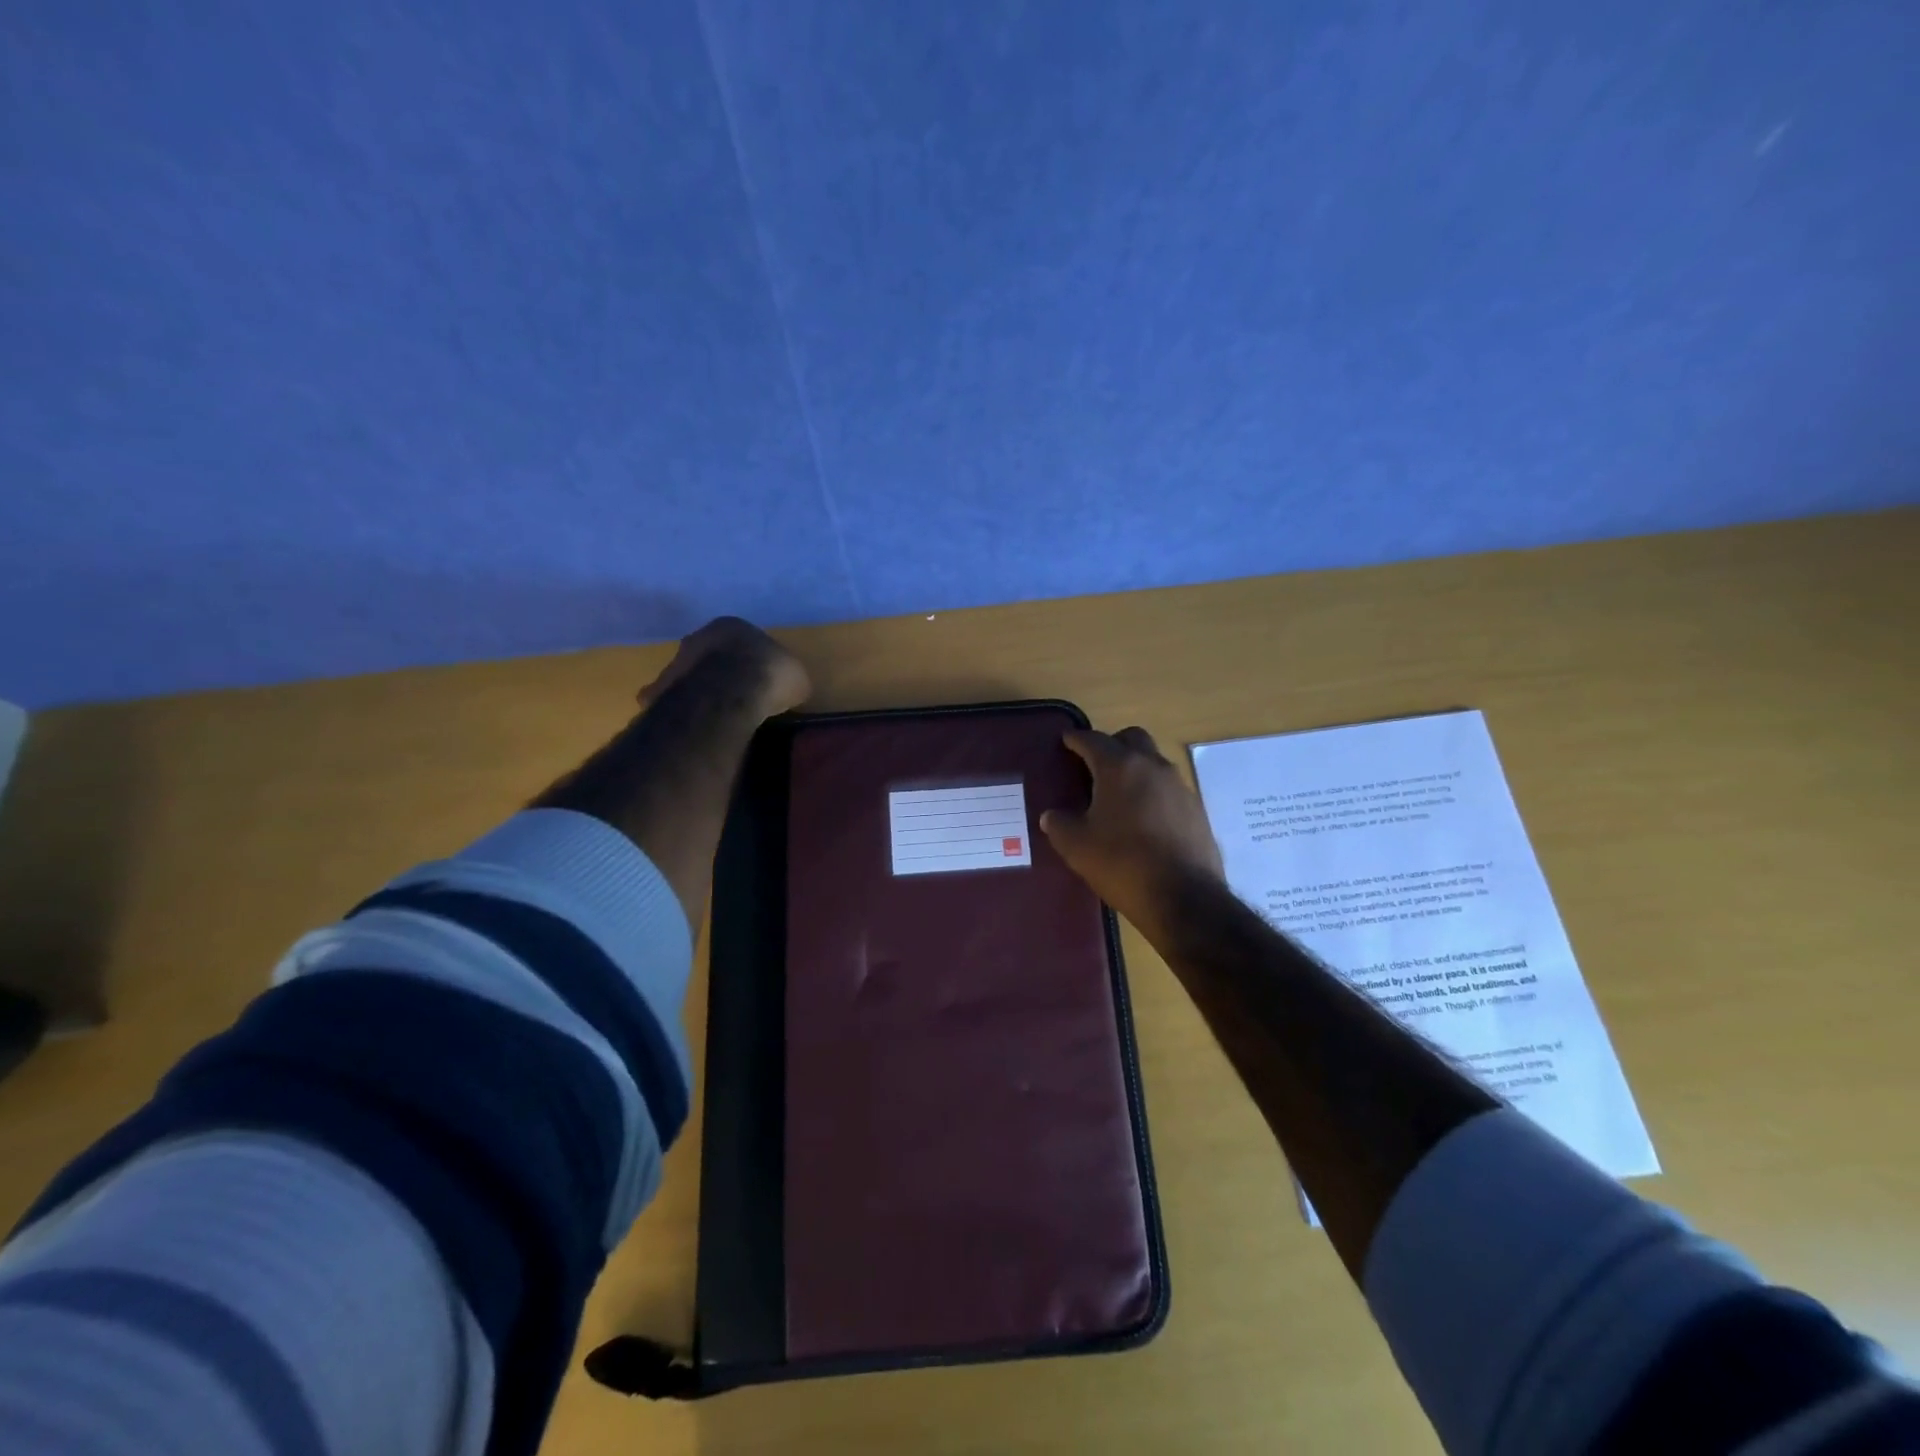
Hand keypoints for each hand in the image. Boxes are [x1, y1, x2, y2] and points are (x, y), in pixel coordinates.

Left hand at [638, 617, 812, 719]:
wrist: (728, 695)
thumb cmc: (768, 677)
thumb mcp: (796, 678)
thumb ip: (787, 678)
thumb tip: (789, 688)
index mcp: (731, 626)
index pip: (741, 639)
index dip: (752, 660)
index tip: (760, 679)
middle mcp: (698, 638)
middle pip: (710, 654)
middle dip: (720, 670)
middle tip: (735, 693)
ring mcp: (676, 663)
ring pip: (688, 675)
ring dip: (698, 689)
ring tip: (714, 712)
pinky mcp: (661, 691)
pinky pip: (671, 701)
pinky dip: (679, 711)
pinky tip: (692, 726)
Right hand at [1041, 726, 1226, 946]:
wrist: (1184, 898)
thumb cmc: (1122, 863)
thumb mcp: (1077, 846)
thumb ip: (1059, 824)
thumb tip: (1052, 815)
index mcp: (1120, 767)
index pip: (1093, 740)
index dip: (1076, 739)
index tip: (1066, 741)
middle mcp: (1153, 766)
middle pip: (1132, 738)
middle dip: (1112, 744)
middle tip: (1094, 765)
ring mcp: (1179, 787)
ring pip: (1153, 762)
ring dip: (1135, 769)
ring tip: (1118, 795)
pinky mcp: (1197, 810)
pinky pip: (1169, 789)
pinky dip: (1152, 793)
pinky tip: (1143, 819)